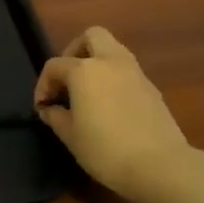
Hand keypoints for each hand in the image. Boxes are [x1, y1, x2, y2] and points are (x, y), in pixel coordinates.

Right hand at [34, 27, 191, 201]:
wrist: (161, 166)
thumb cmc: (105, 150)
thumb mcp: (70, 136)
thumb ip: (55, 116)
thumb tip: (49, 109)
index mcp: (85, 70)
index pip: (55, 65)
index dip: (43, 85)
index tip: (42, 107)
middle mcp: (110, 62)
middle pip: (91, 36)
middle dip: (75, 51)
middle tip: (67, 79)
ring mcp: (135, 73)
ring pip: (113, 50)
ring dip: (97, 63)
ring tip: (87, 92)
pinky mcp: (152, 89)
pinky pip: (127, 71)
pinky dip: (114, 78)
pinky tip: (109, 105)